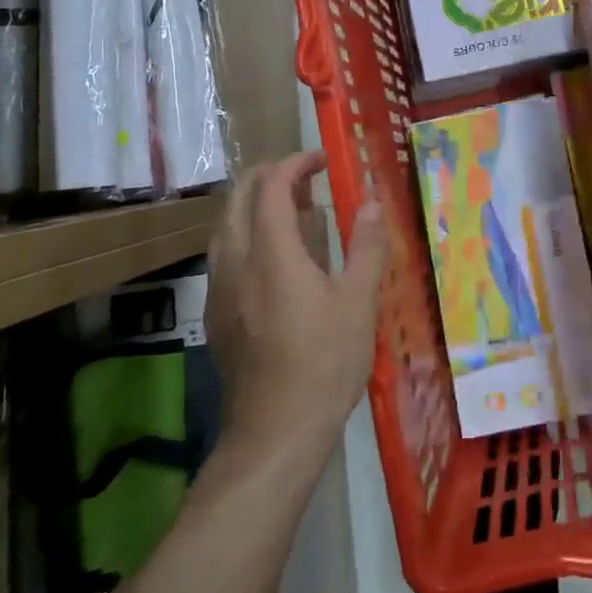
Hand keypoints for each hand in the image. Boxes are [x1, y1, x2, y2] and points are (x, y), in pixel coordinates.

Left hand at [206, 151, 390, 464]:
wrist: (275, 432)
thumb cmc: (324, 362)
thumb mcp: (359, 301)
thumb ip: (366, 245)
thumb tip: (374, 200)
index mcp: (271, 253)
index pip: (271, 186)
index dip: (296, 163)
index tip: (323, 160)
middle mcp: (236, 262)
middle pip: (238, 197)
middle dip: (270, 176)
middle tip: (308, 178)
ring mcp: (220, 288)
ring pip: (226, 224)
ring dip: (255, 204)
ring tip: (296, 212)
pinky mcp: (217, 312)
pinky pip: (225, 253)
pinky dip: (248, 233)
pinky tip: (278, 257)